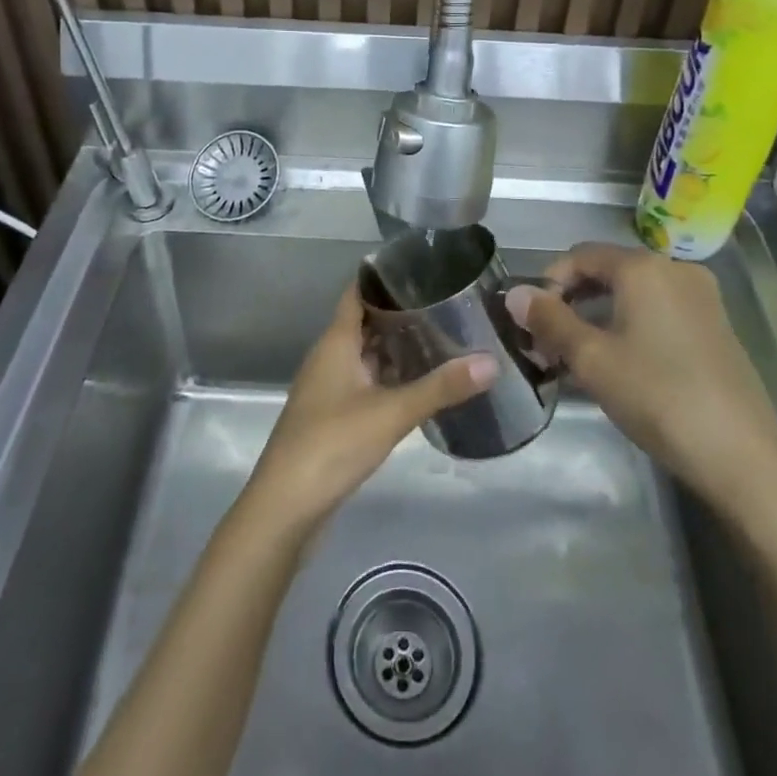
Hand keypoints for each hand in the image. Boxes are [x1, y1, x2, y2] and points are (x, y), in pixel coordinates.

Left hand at [241, 286, 496, 536]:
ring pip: (366, 355)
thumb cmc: (332, 444)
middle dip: (400, 313)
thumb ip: (441, 387)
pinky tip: (419, 384)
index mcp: (336, 342)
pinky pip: (366, 383)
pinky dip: (390, 377)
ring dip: (396, 347)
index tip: (421, 267)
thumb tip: (491, 362)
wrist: (286, 508)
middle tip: (446, 302)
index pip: (358, 293)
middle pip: (365, 323)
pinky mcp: (333, 418)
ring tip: (441, 337)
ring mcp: (329, 389)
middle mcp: (329, 358)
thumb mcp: (391, 413)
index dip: (384, 277)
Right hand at [509, 243, 776, 506]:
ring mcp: (701, 298)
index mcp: (644, 267)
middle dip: (572, 301)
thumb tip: (515, 293)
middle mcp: (675, 270)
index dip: (549, 282)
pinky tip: (619, 364)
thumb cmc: (658, 397)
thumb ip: (549, 320)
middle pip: (608, 271)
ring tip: (577, 357)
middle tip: (548, 343)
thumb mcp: (591, 360)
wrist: (743, 457)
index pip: (580, 255)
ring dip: (598, 316)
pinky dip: (629, 325)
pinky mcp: (715, 326)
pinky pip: (658, 310)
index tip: (532, 323)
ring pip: (633, 293)